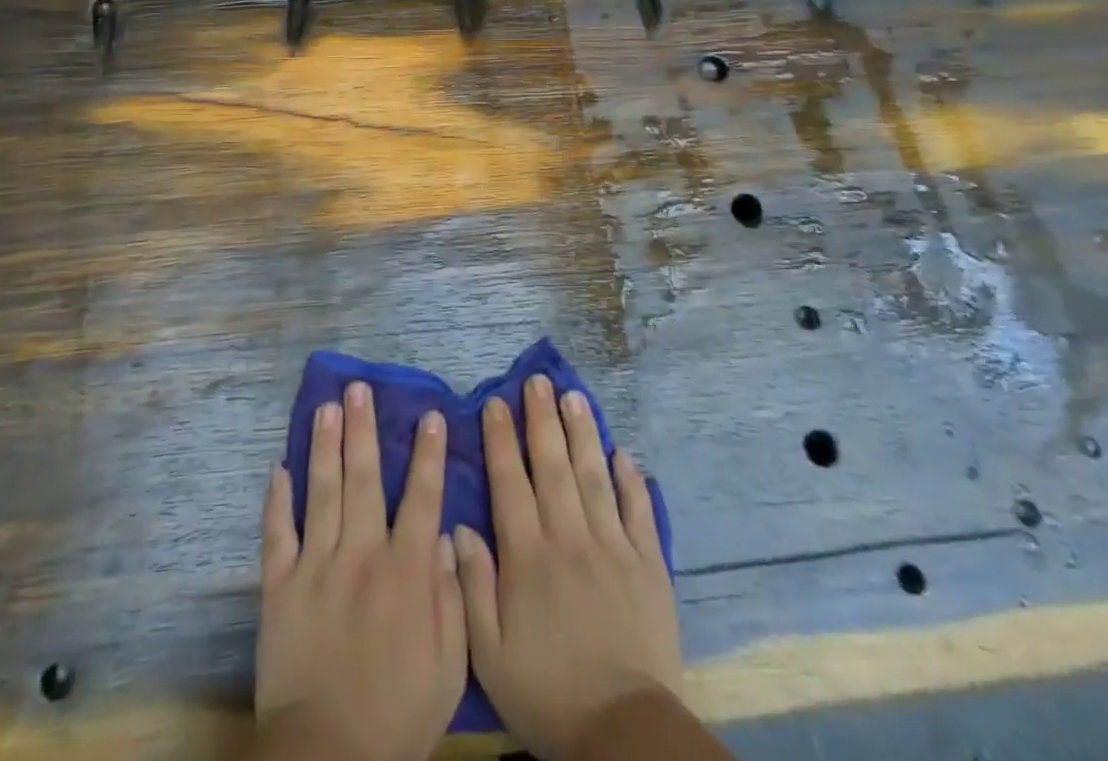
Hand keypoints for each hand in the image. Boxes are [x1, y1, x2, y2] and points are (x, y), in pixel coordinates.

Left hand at [255, 382, 466, 760]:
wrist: (328, 759)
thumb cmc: (397, 716)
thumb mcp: (448, 667)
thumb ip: (452, 598)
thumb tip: (444, 538)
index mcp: (405, 572)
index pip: (422, 497)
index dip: (428, 454)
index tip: (430, 415)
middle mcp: (361, 555)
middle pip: (364, 478)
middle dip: (363, 429)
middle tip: (360, 389)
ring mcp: (316, 566)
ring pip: (321, 491)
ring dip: (325, 445)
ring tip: (326, 407)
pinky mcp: (279, 586)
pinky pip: (277, 533)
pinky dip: (277, 499)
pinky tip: (279, 467)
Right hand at [454, 375, 682, 758]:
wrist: (623, 735)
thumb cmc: (547, 693)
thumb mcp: (489, 654)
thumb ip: (472, 587)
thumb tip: (458, 527)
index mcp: (528, 557)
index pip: (511, 483)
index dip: (501, 439)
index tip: (496, 403)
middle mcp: (569, 539)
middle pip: (553, 466)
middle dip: (542, 419)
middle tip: (538, 380)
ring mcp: (613, 548)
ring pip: (594, 476)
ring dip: (583, 433)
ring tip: (574, 396)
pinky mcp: (649, 565)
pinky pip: (639, 512)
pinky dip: (632, 479)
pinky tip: (624, 452)